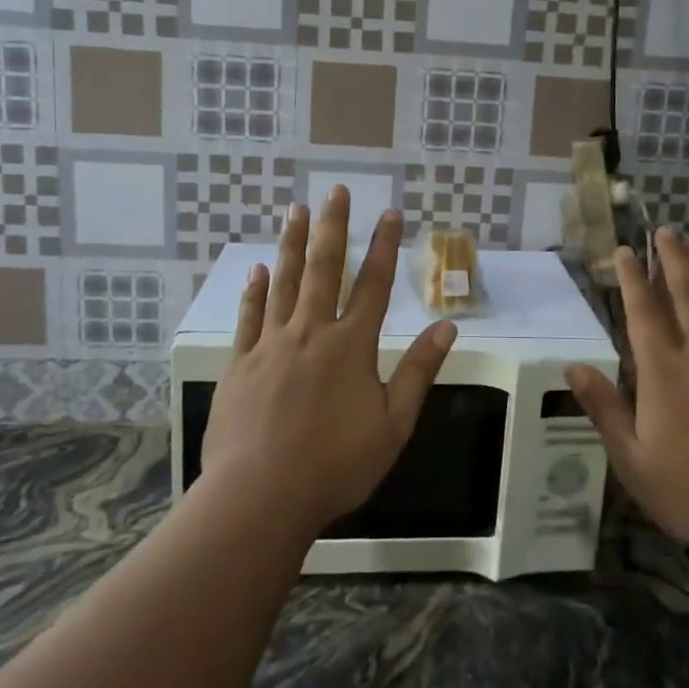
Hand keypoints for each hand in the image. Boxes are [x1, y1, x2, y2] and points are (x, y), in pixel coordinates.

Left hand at [200, 187, 457, 532]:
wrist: (260, 496)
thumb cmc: (335, 464)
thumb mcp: (393, 424)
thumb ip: (418, 371)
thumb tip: (448, 326)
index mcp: (352, 346)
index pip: (375, 285)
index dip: (385, 246)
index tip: (390, 213)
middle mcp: (312, 333)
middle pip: (325, 269)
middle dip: (334, 227)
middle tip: (336, 191)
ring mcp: (271, 345)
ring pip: (285, 283)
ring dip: (293, 245)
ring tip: (297, 211)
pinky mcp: (240, 364)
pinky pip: (249, 318)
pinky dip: (254, 292)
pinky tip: (257, 271)